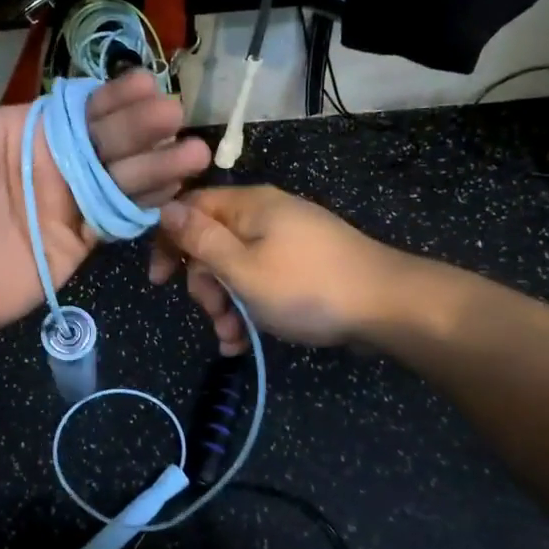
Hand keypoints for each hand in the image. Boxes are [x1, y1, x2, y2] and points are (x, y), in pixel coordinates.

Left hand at [0, 0, 208, 349]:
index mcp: (18, 130)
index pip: (78, 106)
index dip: (113, 96)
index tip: (147, 84)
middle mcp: (48, 165)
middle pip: (108, 139)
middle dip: (145, 127)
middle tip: (176, 115)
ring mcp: (63, 208)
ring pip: (121, 179)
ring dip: (159, 165)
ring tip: (195, 153)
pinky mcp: (74, 247)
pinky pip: (117, 222)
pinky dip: (147, 207)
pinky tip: (176, 194)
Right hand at [149, 184, 404, 351]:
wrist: (388, 306)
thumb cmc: (307, 287)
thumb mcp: (243, 269)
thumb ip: (201, 240)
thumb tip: (164, 208)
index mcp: (248, 207)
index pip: (190, 209)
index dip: (168, 241)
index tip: (160, 281)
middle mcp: (265, 216)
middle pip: (212, 243)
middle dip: (205, 285)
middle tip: (215, 316)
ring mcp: (286, 241)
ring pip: (236, 268)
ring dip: (226, 305)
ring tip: (232, 339)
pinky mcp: (302, 264)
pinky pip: (262, 280)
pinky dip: (250, 307)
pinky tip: (246, 341)